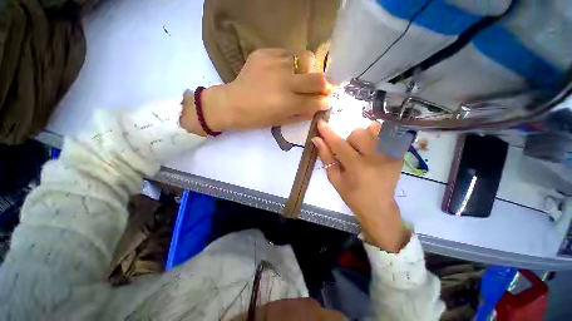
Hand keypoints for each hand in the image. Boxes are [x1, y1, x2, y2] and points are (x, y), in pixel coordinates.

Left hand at [180, 49, 332, 134]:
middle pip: (317, 77)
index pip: (315, 100)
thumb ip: (302, 113)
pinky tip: (281, 71)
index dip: (325, 101)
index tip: (328, 100)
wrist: (232, 103)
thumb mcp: (281, 121)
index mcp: (286, 103)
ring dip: (306, 71)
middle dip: (324, 84)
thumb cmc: (257, 118)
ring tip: (297, 78)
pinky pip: (287, 53)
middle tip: (322, 88)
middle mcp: (284, 81)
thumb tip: (318, 106)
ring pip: (305, 59)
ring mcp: (274, 64)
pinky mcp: (265, 53)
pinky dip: (290, 63)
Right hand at [312, 120, 410, 252]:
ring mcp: (391, 155)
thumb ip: (326, 158)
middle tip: (350, 154)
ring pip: (374, 129)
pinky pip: (388, 134)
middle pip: (358, 132)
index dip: (328, 133)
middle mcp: (376, 158)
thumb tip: (317, 140)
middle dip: (349, 140)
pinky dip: (378, 137)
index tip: (321, 123)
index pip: (339, 144)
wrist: (379, 208)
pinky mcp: (399, 154)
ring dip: (364, 137)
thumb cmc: (353, 196)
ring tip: (364, 150)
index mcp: (357, 167)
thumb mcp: (335, 179)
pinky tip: (375, 150)